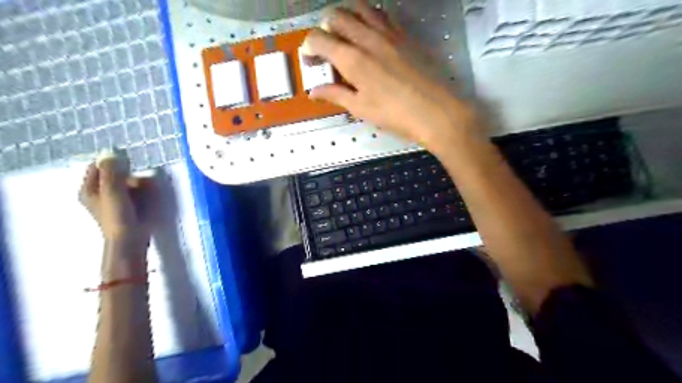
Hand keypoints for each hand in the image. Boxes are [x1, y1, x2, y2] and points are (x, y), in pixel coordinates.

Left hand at [79, 155, 153, 252]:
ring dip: (137, 184)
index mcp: (88, 189)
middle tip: (139, 183)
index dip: (113, 163)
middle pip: (114, 175)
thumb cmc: (118, 216)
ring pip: (126, 184)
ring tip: (146, 192)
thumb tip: (111, 152)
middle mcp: (98, 194)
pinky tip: (147, 198)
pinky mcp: (126, 208)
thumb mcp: (113, 191)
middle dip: (129, 176)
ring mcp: (113, 202)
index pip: (98, 166)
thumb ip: (111, 171)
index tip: (129, 165)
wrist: (130, 240)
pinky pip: (133, 193)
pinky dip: (140, 193)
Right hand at [301, 2, 480, 154]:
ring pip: (359, 7)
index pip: (320, 39)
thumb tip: (314, 91)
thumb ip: (335, 94)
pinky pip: (381, 14)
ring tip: (346, 34)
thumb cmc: (394, 114)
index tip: (310, 60)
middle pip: (337, 16)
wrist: (435, 111)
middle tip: (326, 47)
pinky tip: (370, 33)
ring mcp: (387, 32)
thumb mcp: (360, 108)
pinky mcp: (404, 34)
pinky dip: (368, 17)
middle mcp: (367, 38)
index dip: (309, 47)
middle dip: (324, 28)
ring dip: (346, 16)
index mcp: (352, 59)